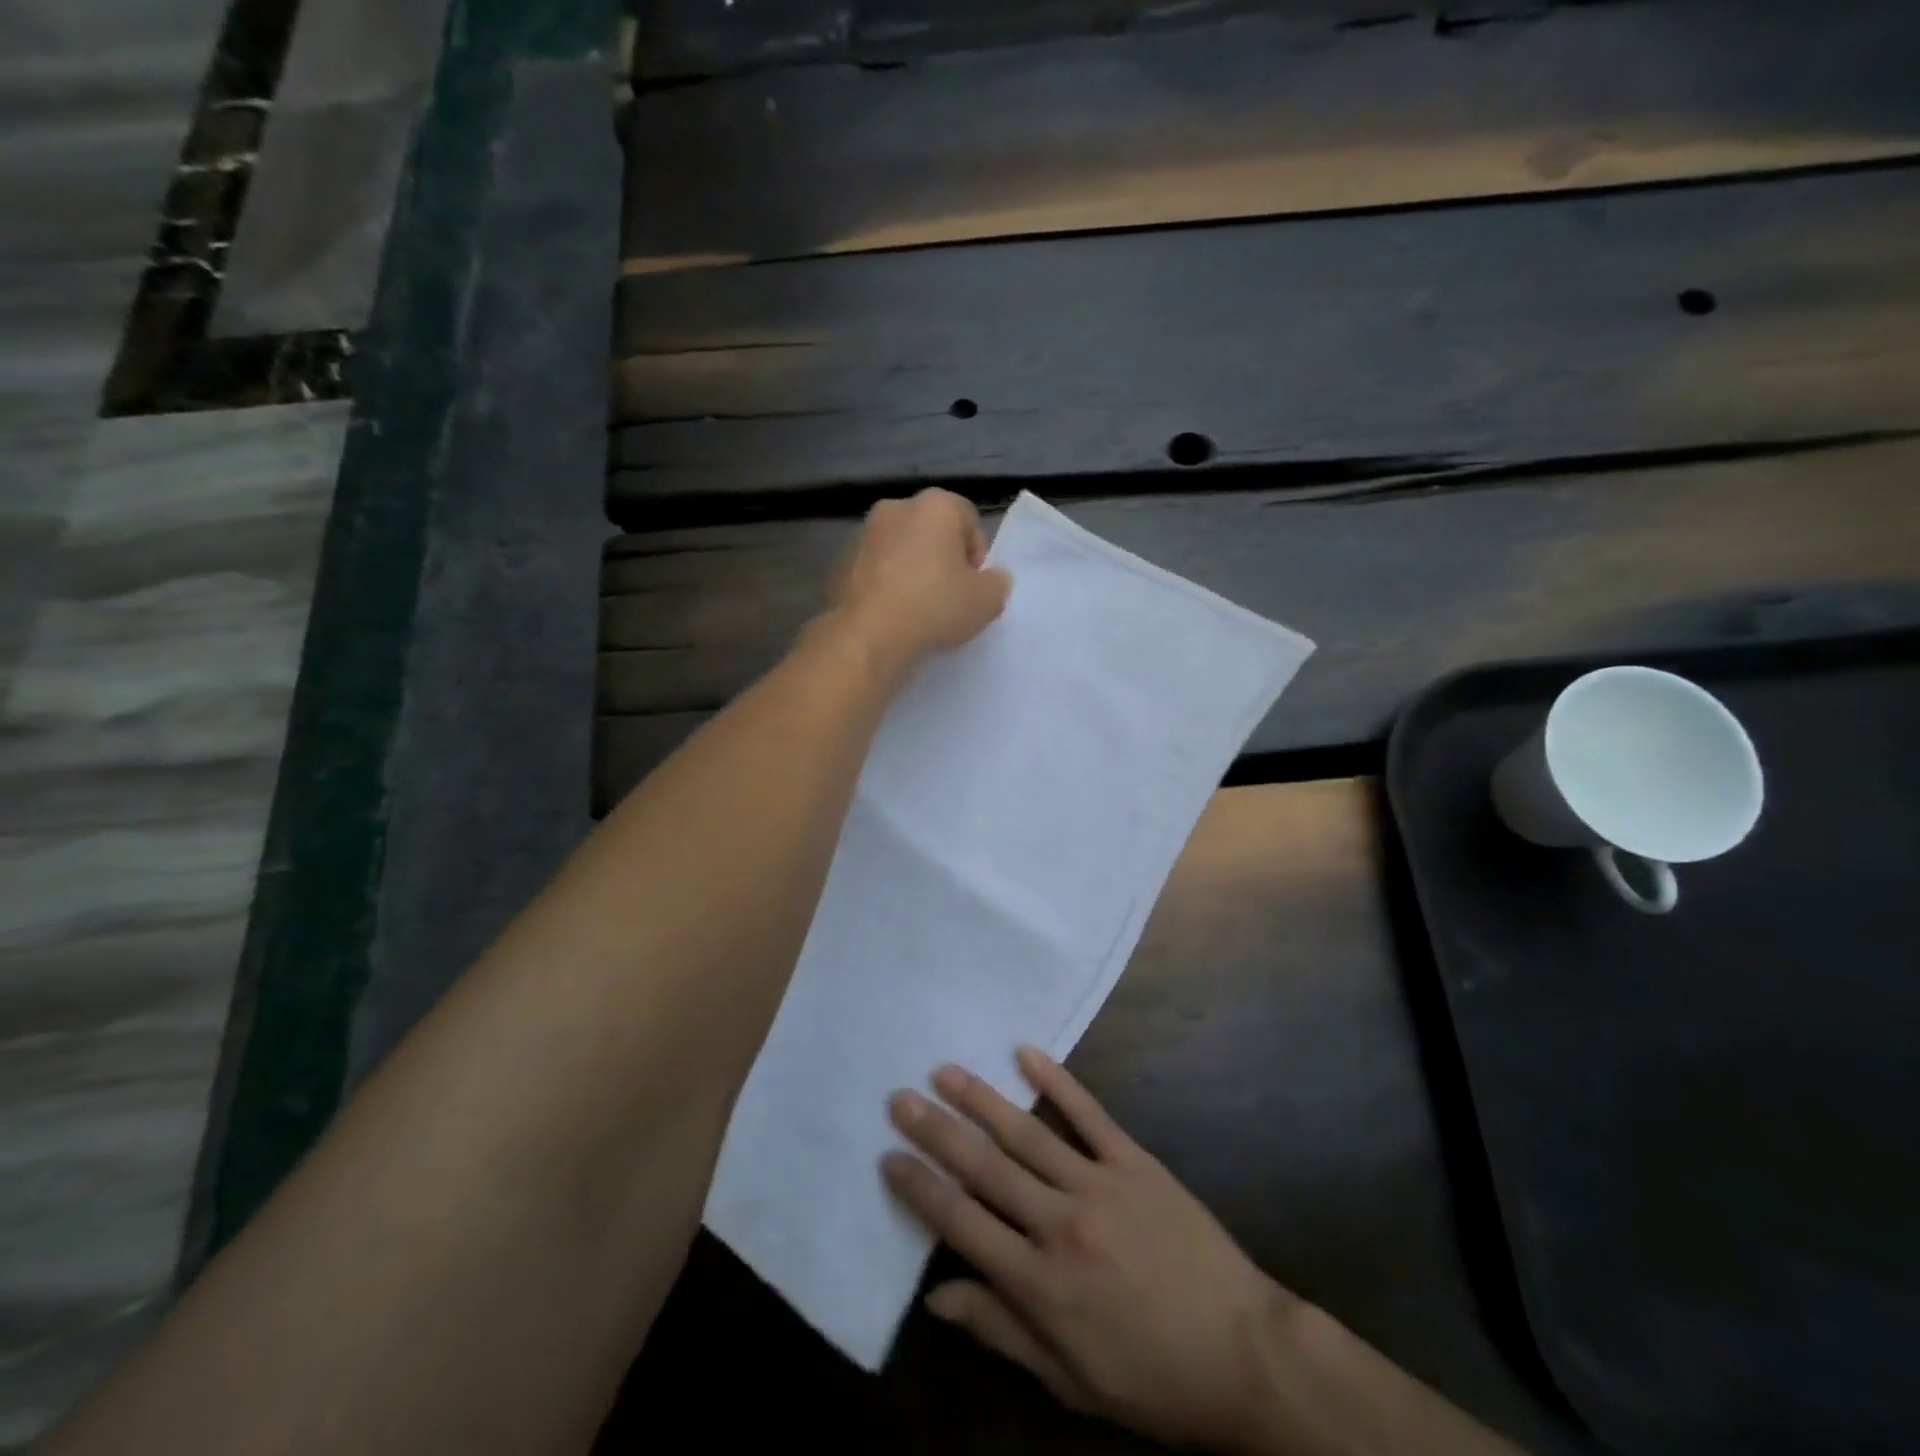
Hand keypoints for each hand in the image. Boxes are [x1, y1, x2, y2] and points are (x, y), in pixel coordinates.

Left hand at [829, 489, 1011, 676]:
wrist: (868, 635)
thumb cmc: (935, 607)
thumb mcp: (987, 600)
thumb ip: (997, 583)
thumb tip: (991, 579)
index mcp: (935, 505)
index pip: (968, 519)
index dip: (977, 554)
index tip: (975, 586)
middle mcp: (896, 508)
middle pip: (932, 531)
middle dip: (943, 559)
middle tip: (950, 597)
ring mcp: (864, 534)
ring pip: (901, 550)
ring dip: (913, 571)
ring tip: (920, 610)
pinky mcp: (842, 563)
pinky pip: (876, 571)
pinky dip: (887, 586)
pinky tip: (894, 616)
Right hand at [882, 1047, 1291, 1451]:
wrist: (1243, 1353)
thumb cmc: (1149, 1377)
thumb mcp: (1068, 1377)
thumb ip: (999, 1329)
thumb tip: (935, 1295)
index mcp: (1039, 1283)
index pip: (961, 1223)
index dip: (920, 1188)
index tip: (888, 1154)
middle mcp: (1059, 1224)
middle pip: (984, 1168)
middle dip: (937, 1131)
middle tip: (901, 1097)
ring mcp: (1099, 1184)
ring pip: (1027, 1133)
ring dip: (982, 1099)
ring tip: (946, 1070)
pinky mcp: (1135, 1161)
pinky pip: (1089, 1113)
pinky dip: (1056, 1081)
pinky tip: (1026, 1052)